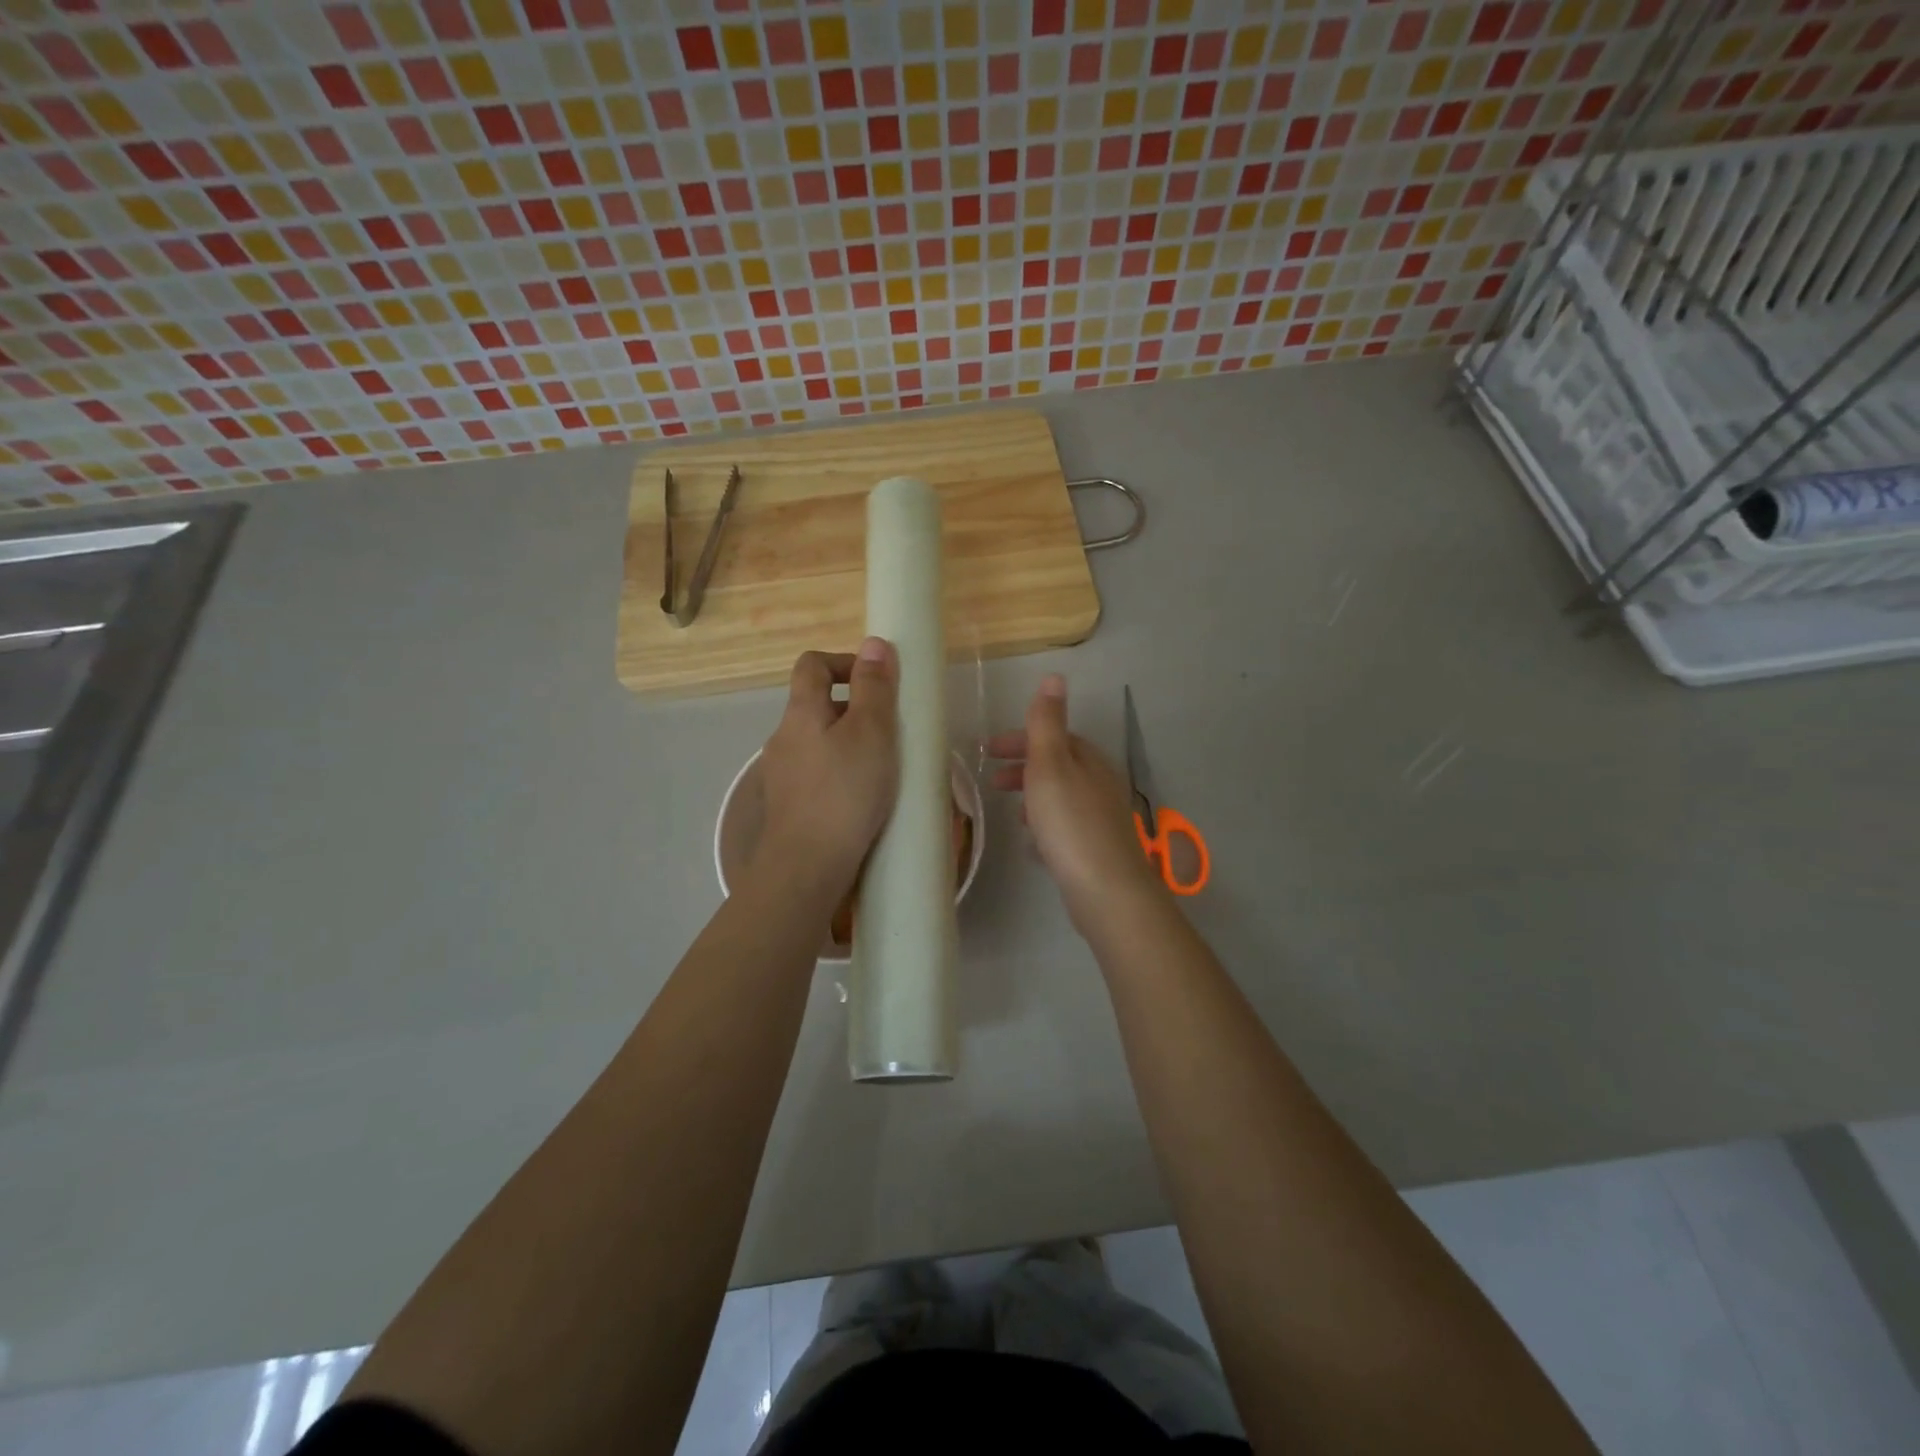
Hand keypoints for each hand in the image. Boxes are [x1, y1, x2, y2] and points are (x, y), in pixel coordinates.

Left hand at [755, 639, 898, 894]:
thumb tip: (874, 644)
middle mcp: (784, 738)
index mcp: (801, 712)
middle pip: (816, 705)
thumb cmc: (845, 792)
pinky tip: (862, 799)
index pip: (812, 664)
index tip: (876, 681)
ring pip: (817, 743)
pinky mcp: (788, 806)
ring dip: (848, 745)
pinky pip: (816, 775)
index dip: (844, 661)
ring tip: (882, 768)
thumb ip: (875, 687)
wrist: (807, 866)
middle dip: (853, 709)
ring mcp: (782, 774)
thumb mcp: (872, 732)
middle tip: (890, 731)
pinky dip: (839, 775)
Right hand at [988, 674, 1164, 932]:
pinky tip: (1033, 844)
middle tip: (992, 781)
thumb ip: (1047, 723)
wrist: (1106, 890)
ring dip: (1035, 797)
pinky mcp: (1097, 850)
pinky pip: (1067, 827)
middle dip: (1025, 767)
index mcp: (1089, 761)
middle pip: (1059, 767)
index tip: (989, 750)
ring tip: (1012, 812)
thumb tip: (1055, 676)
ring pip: (1063, 797)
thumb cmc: (1070, 822)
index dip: (1021, 739)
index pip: (1055, 738)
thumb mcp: (1051, 765)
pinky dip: (1046, 825)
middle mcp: (1100, 785)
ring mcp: (1101, 819)